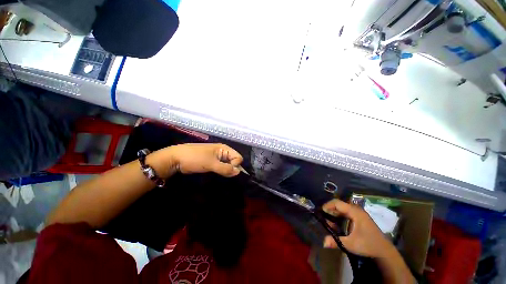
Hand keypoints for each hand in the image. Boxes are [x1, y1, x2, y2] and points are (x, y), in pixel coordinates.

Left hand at [160, 143, 243, 176]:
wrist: (176, 159)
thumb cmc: (195, 158)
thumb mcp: (211, 163)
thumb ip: (225, 168)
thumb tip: (239, 172)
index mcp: (224, 148)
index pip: (238, 157)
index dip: (235, 165)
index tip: (228, 171)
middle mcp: (222, 152)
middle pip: (234, 161)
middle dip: (232, 169)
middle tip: (224, 175)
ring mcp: (217, 158)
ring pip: (228, 165)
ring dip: (227, 171)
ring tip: (221, 176)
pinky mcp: (212, 163)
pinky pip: (222, 168)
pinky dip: (222, 172)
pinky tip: (219, 176)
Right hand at [322, 199, 394, 257]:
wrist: (385, 252)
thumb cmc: (368, 245)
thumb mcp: (350, 244)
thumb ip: (336, 241)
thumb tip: (323, 242)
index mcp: (355, 212)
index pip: (338, 203)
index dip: (328, 205)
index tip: (321, 211)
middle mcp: (357, 210)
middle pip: (340, 205)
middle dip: (330, 210)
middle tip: (323, 217)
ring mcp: (360, 214)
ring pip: (343, 210)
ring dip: (335, 214)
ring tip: (328, 221)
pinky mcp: (361, 219)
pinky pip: (347, 214)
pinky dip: (340, 217)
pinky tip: (337, 224)